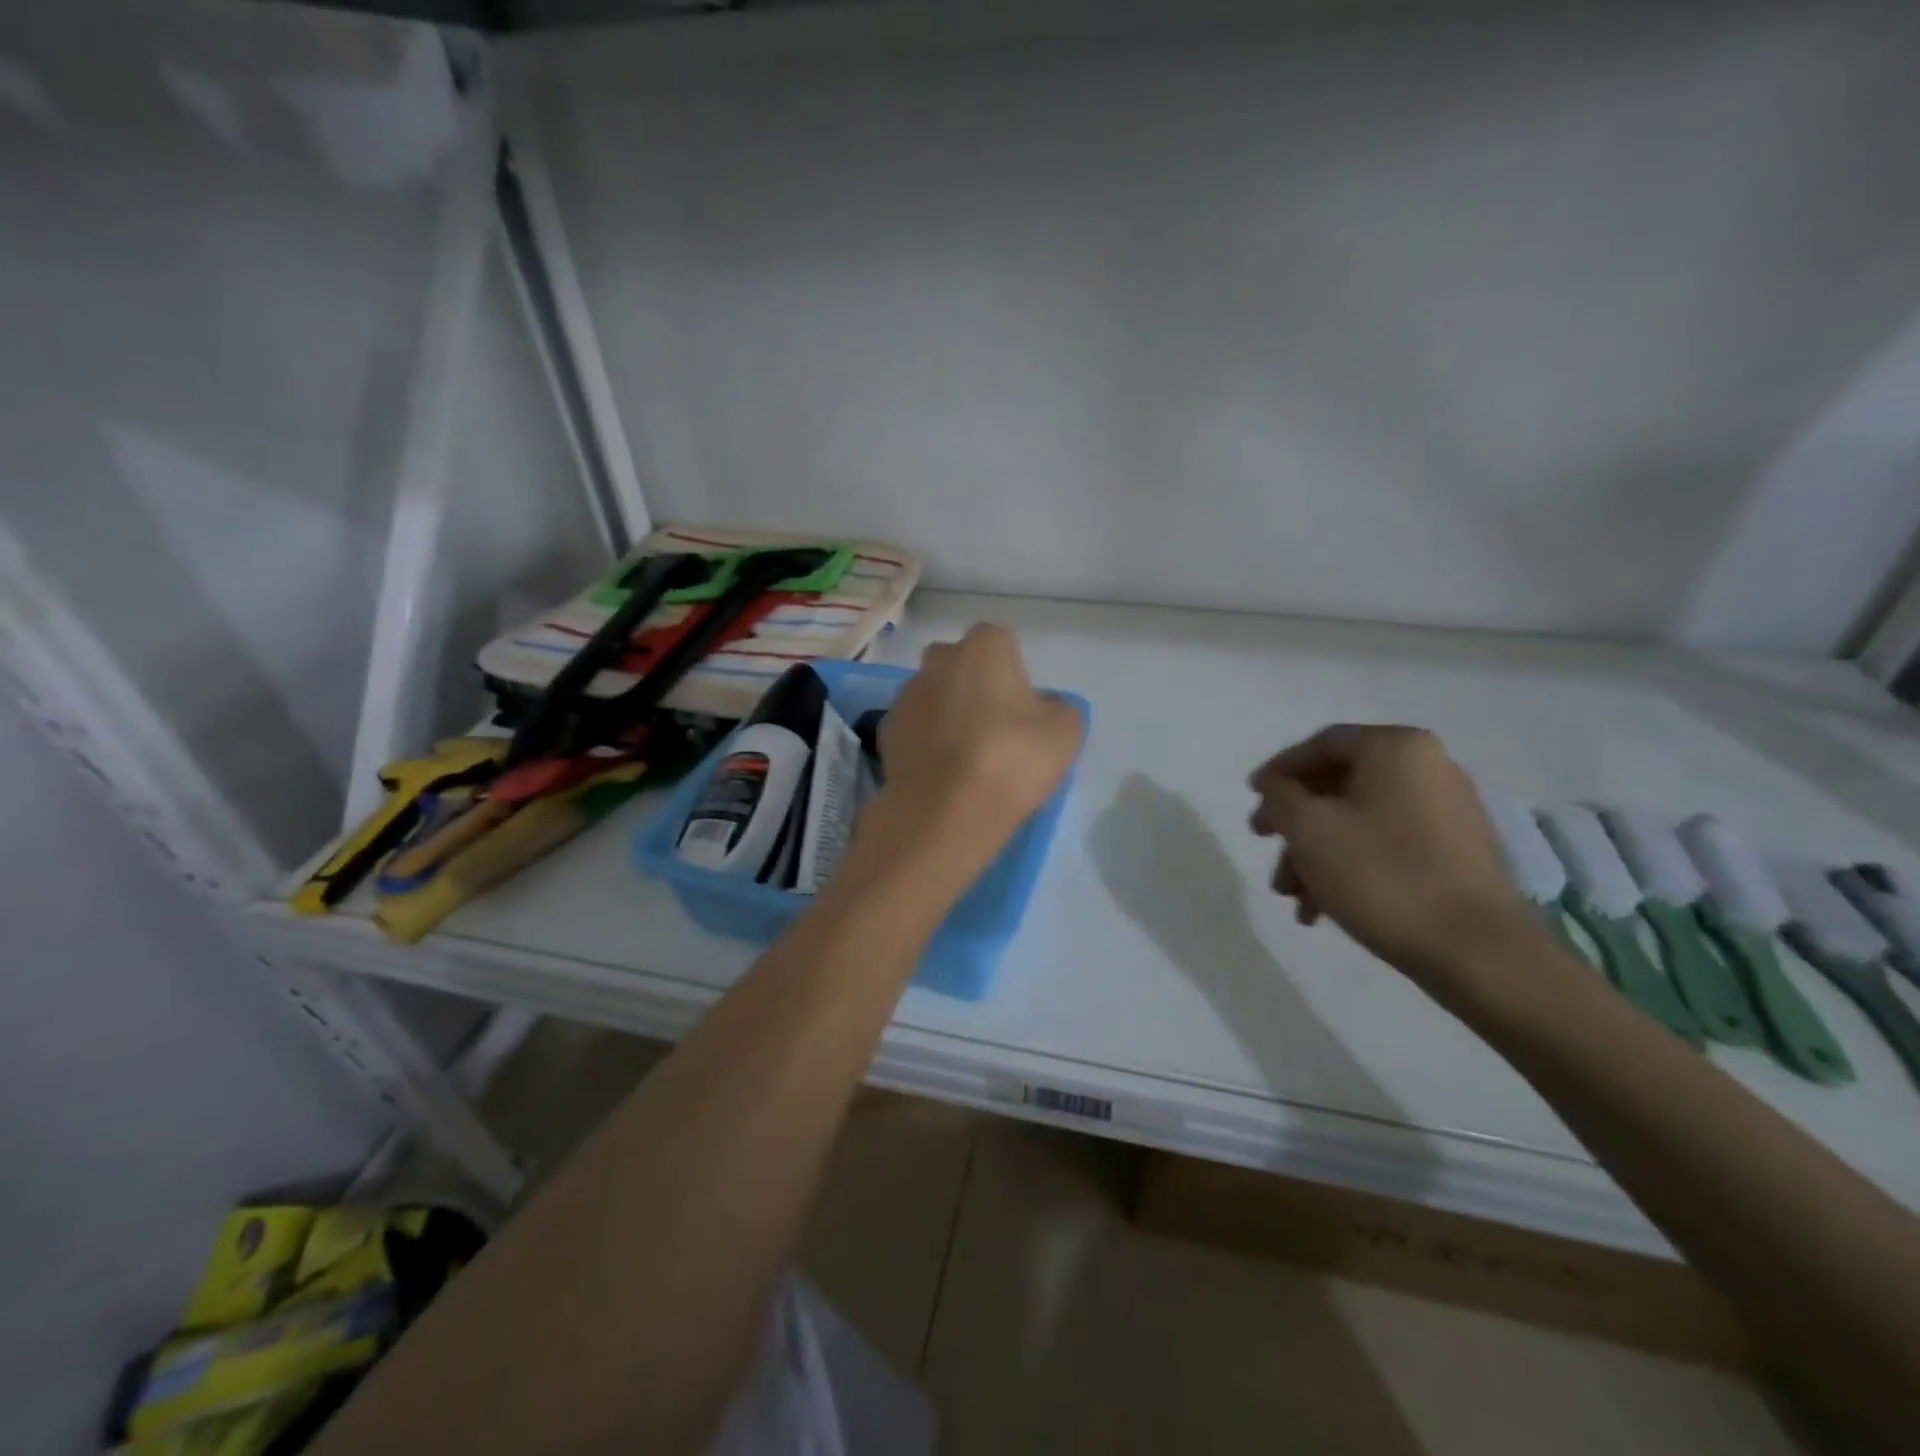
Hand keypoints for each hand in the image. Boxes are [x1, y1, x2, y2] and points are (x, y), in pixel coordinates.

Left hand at [850, 624, 1083, 898]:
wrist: (945, 810)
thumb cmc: (1013, 758)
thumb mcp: (1065, 731)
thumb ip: (1057, 707)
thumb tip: (1041, 707)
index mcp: (984, 646)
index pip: (1002, 643)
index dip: (1013, 674)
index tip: (1022, 708)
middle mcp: (939, 659)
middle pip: (960, 664)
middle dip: (973, 685)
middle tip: (994, 726)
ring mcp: (906, 695)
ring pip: (934, 695)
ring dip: (947, 714)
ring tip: (967, 757)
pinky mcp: (886, 731)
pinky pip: (915, 728)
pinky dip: (926, 742)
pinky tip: (942, 772)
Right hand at [1248, 725, 1537, 982]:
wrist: (1476, 951)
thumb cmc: (1382, 874)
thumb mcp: (1308, 828)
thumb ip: (1280, 797)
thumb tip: (1278, 787)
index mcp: (1396, 749)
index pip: (1322, 744)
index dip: (1279, 770)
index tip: (1251, 798)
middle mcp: (1428, 768)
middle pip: (1339, 786)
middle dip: (1295, 822)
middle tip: (1264, 844)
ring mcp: (1447, 812)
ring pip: (1359, 821)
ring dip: (1316, 853)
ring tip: (1291, 897)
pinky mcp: (1456, 854)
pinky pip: (1387, 845)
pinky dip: (1350, 866)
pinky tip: (1323, 909)